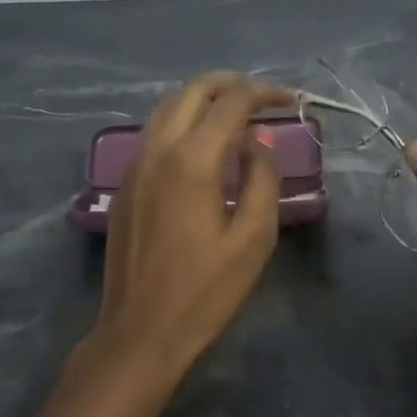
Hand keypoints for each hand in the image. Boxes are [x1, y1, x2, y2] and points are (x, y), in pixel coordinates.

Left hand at [93, 73, 289, 378]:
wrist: (140, 331)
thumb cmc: (205, 291)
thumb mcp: (253, 238)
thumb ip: (262, 179)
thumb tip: (257, 143)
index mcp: (192, 160)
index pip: (231, 102)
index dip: (264, 92)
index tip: (290, 100)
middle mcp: (157, 149)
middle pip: (193, 91)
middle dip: (231, 84)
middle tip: (263, 98)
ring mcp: (135, 165)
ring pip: (168, 107)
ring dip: (204, 100)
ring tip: (236, 116)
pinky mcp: (125, 184)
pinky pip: (155, 132)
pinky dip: (183, 121)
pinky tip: (203, 145)